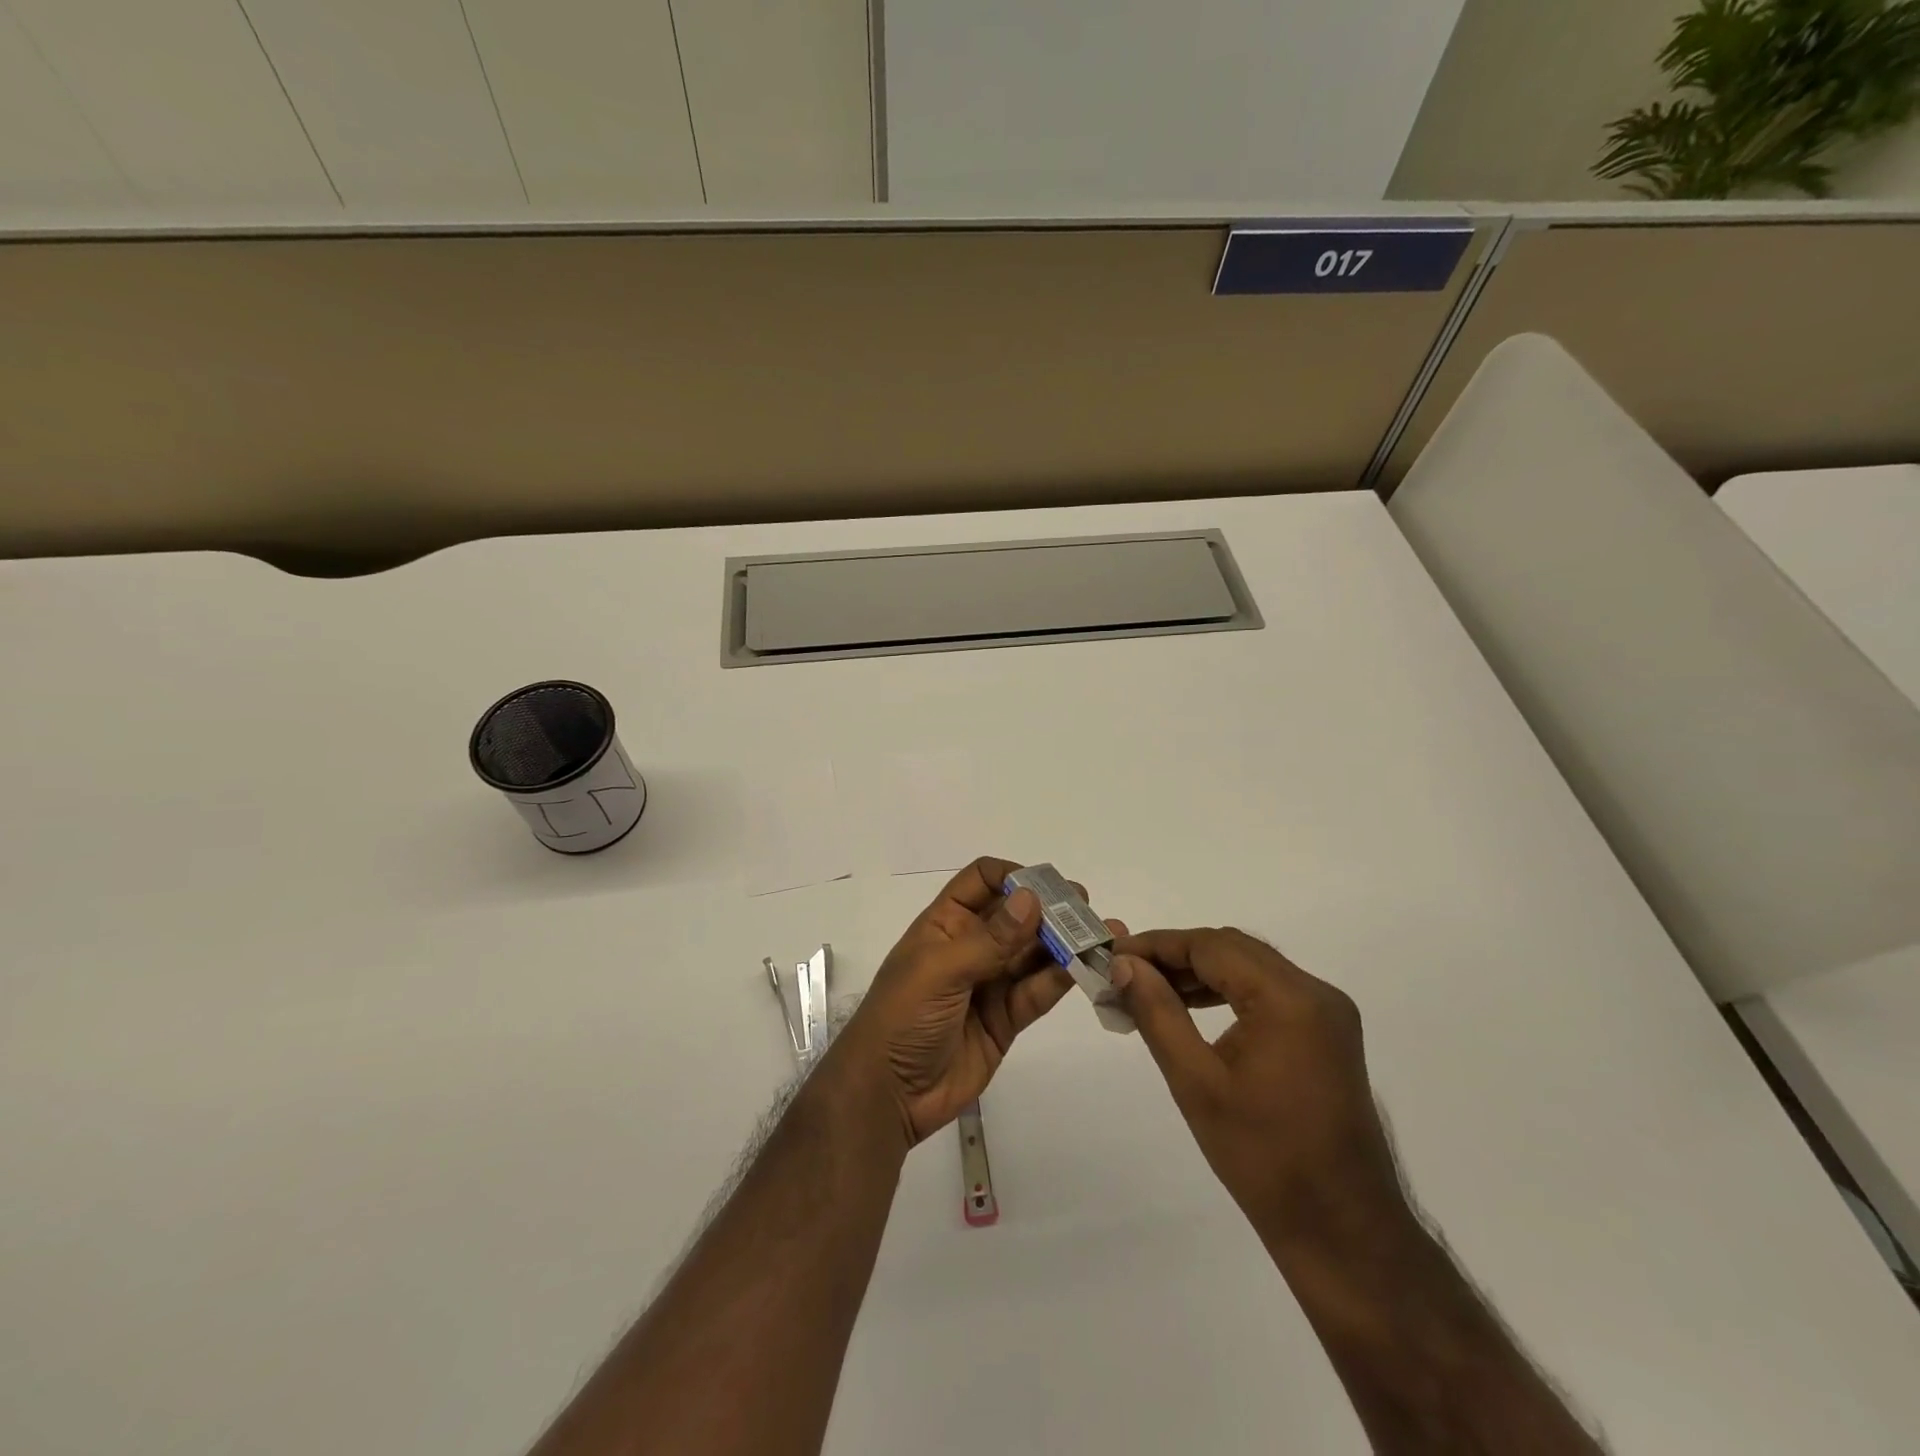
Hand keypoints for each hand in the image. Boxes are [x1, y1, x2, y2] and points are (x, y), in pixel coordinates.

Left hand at [830, 857, 1116, 1146]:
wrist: (888, 1094)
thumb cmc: (902, 1017)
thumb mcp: (940, 971)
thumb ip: (990, 939)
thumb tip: (1032, 898)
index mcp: (945, 923)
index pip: (982, 881)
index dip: (1013, 877)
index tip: (1048, 887)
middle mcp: (970, 946)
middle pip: (1016, 916)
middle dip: (1050, 910)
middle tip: (1087, 909)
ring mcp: (989, 983)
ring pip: (1032, 954)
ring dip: (1064, 944)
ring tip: (1101, 935)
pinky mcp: (1005, 1019)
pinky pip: (1036, 992)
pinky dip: (1059, 980)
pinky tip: (1083, 968)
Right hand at [1109, 928, 1404, 1247]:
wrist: (1341, 1230)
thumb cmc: (1263, 1158)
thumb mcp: (1196, 1082)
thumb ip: (1157, 1013)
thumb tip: (1124, 966)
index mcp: (1289, 999)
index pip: (1211, 946)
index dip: (1157, 945)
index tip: (1113, 956)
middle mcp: (1315, 993)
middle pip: (1233, 949)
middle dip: (1176, 955)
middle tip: (1126, 973)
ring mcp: (1327, 1013)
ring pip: (1250, 967)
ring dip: (1199, 972)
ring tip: (1150, 990)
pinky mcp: (1327, 1034)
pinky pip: (1268, 991)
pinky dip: (1226, 991)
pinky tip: (1191, 1009)